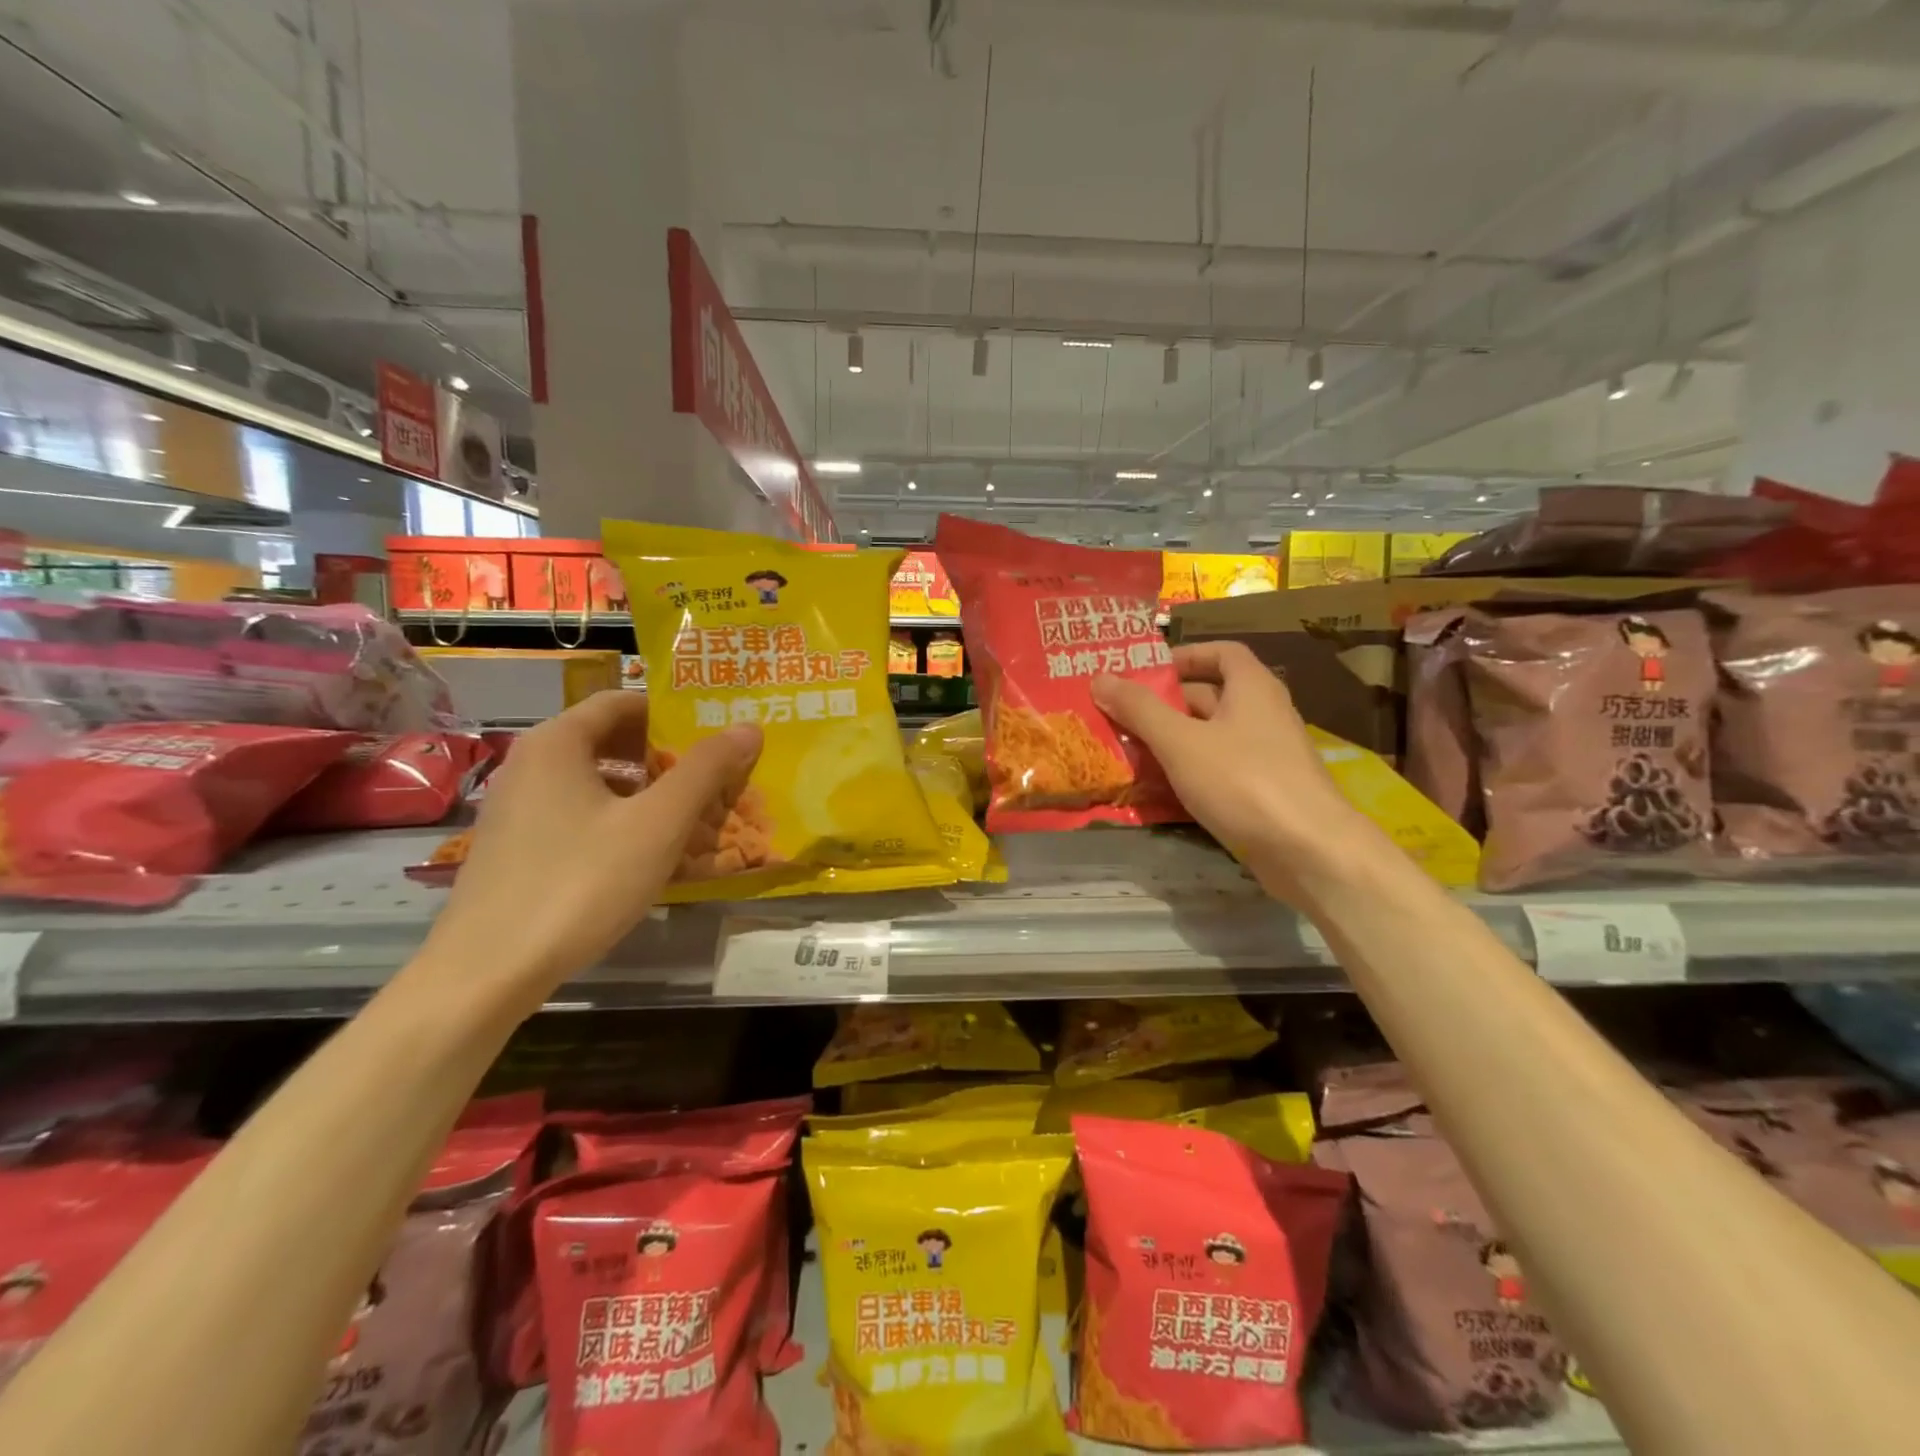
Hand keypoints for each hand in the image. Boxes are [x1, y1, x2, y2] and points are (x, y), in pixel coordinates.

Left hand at [420, 692, 761, 1005]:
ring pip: (594, 782)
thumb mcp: (657, 825)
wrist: (486, 973)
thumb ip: (705, 771)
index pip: (621, 702)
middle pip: (608, 741)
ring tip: (689, 818)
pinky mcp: (513, 849)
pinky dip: (616, 821)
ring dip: (644, 792)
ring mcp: (516, 809)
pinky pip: (576, 815)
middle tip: (712, 779)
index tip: (714, 735)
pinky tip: (644, 856)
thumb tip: (748, 727)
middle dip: (664, 757)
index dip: (672, 713)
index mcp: (557, 743)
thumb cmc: (580, 883)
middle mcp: (529, 764)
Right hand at [1092, 642, 1378, 893]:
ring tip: (1128, 752)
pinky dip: (1190, 773)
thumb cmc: (1243, 781)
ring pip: (1211, 738)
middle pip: (1211, 696)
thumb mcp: (1181, 742)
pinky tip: (1158, 790)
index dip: (1185, 655)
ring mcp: (1267, 756)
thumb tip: (1101, 678)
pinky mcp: (1265, 792)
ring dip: (1172, 742)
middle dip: (1166, 704)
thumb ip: (1140, 710)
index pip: (1222, 653)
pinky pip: (1220, 771)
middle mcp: (1264, 714)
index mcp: (1252, 688)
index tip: (1147, 672)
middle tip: (1121, 716)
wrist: (1309, 850)